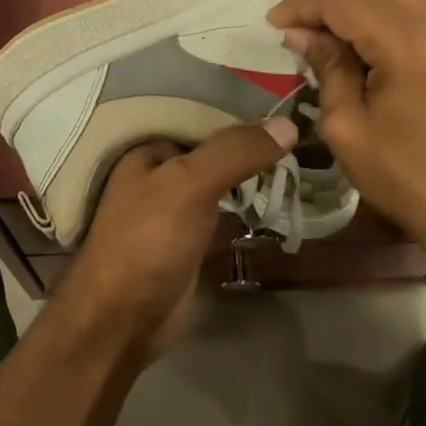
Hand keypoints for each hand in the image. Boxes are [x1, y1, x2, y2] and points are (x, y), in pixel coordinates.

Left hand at [55, 121, 294, 360]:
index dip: (240, 109)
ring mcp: (176, 207)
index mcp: (148, 147)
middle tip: (303, 130)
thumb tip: (289, 124)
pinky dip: (249, 205)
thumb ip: (235, 152)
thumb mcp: (189, 184)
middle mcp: (160, 171)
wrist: (122, 322)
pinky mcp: (191, 240)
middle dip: (251, 143)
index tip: (285, 103)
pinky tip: (282, 196)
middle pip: (214, 149)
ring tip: (302, 155)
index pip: (201, 114)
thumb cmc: (147, 240)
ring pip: (222, 180)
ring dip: (254, 173)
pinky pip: (226, 211)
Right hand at [268, 0, 425, 278]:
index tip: (273, 21)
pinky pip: (420, 2)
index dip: (300, 4)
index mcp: (408, 42)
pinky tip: (368, 42)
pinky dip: (387, 8)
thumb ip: (326, 67)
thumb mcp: (348, 128)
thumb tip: (301, 33)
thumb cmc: (409, 180)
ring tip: (331, 29)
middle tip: (304, 17)